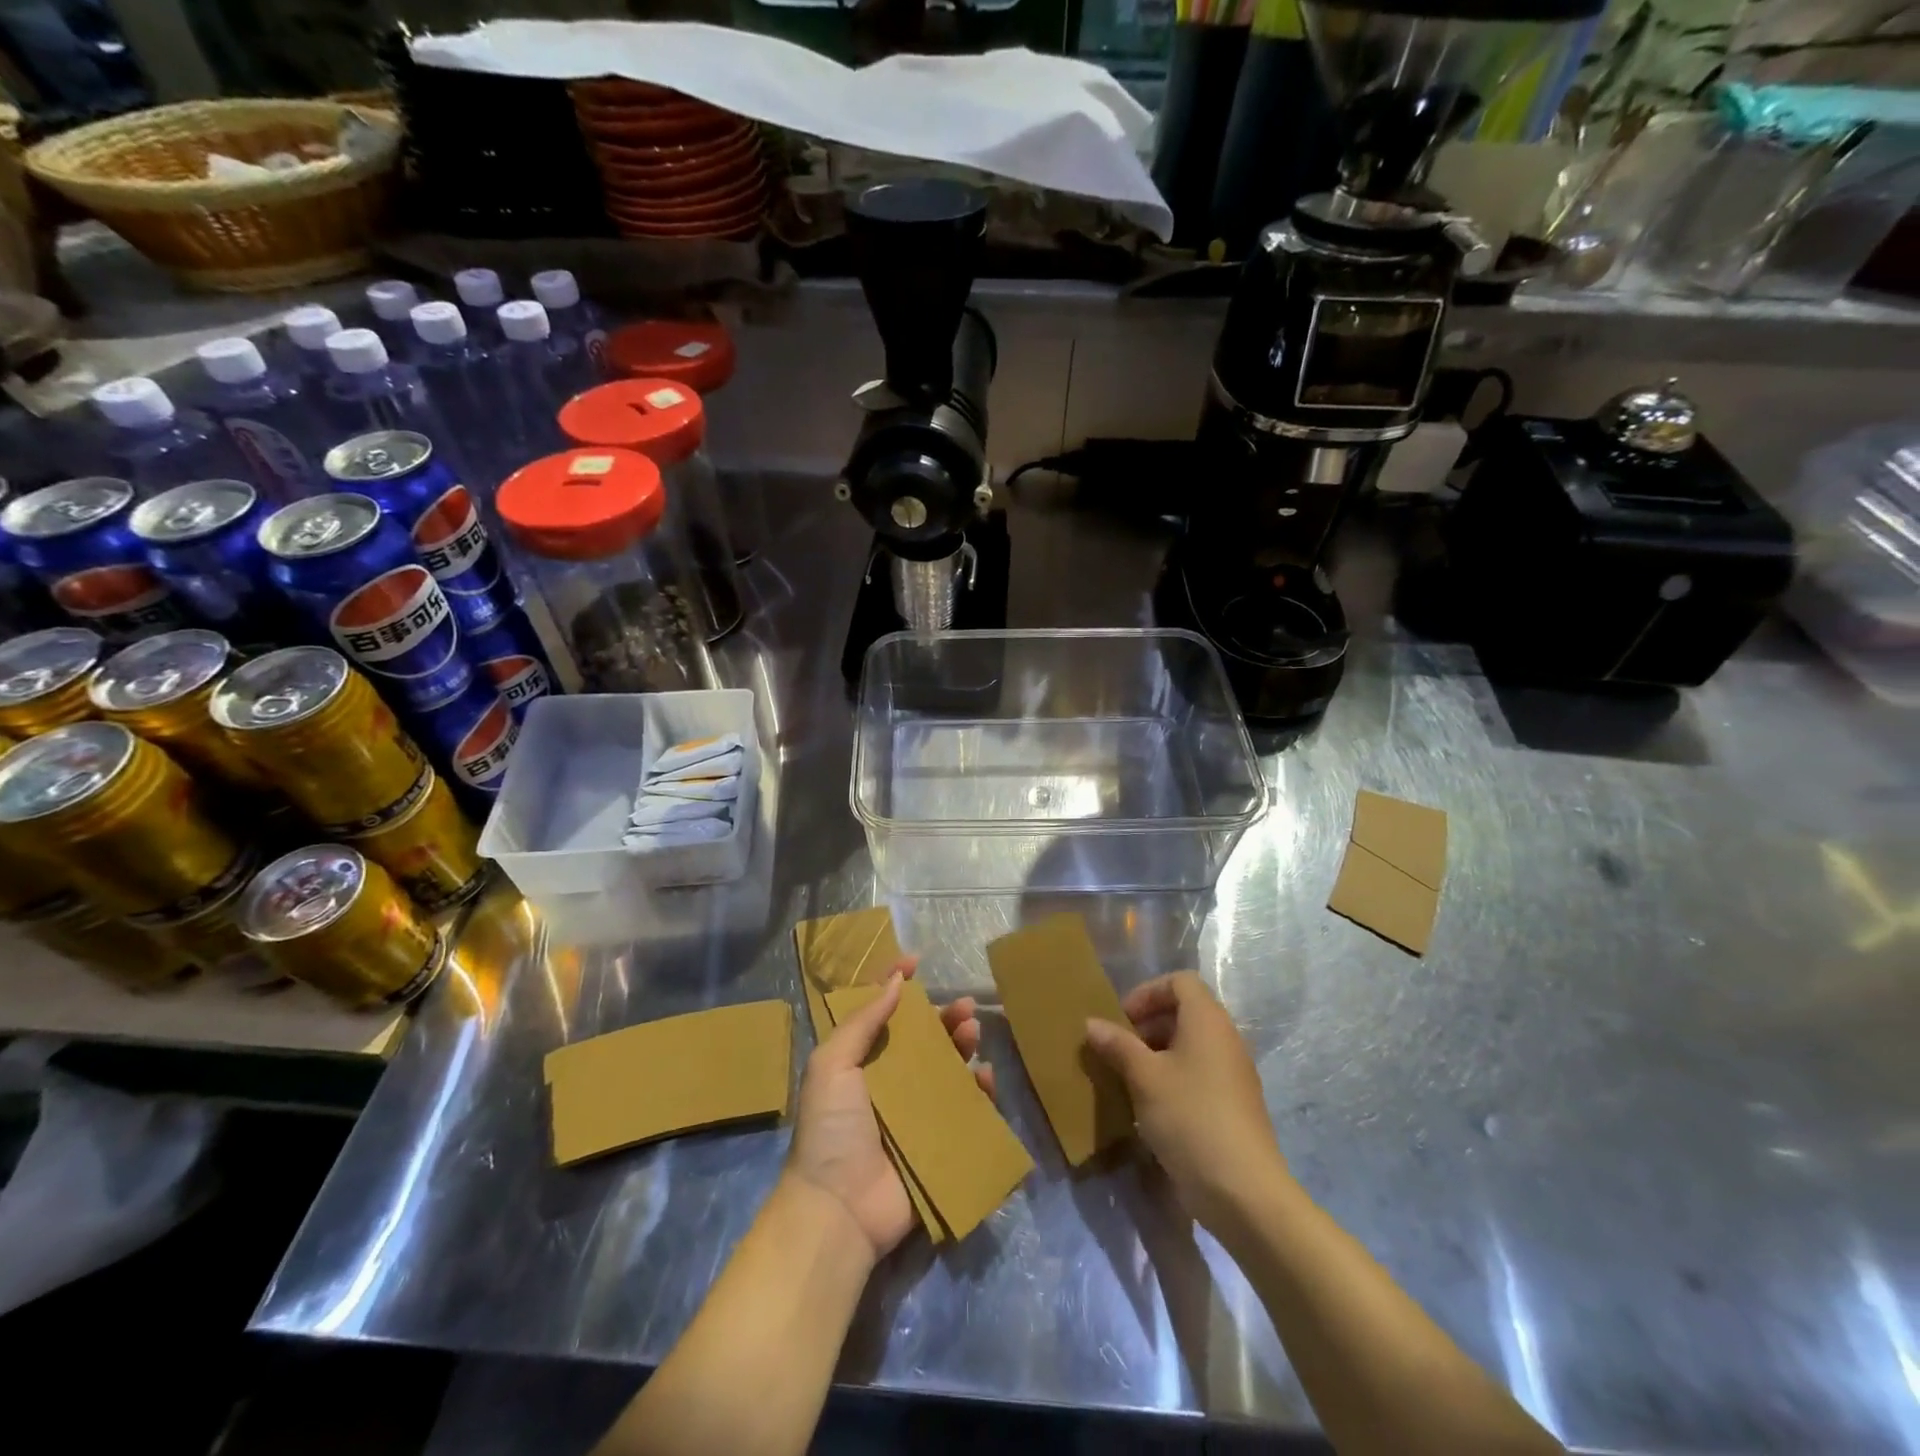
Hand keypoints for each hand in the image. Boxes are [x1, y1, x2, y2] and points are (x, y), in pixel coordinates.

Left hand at [787, 956, 993, 1260]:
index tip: (916, 961)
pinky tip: (985, 1079)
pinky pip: (966, 1111)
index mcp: (860, 1061)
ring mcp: (916, 1113)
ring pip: (948, 1069)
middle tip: (965, 1006)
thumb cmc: (830, 1129)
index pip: (880, 1012)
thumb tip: (895, 979)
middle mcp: (889, 1082)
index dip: (896, 984)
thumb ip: (863, 1021)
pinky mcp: (939, 1143)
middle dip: (944, 1017)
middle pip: (923, 1039)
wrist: (839, 1209)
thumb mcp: (832, 1065)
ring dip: (963, 1047)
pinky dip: (979, 1092)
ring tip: (973, 1034)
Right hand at [1085, 971, 1287, 1231]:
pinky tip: (1151, 1108)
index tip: (1122, 1019)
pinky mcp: (1234, 1105)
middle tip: (1118, 1049)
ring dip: (1157, 1054)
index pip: (1179, 982)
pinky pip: (1199, 1074)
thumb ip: (1117, 1045)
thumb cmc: (1190, 1118)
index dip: (1147, 992)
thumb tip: (1091, 1023)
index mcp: (1207, 1021)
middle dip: (1147, 1025)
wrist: (1244, 1192)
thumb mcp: (1144, 1078)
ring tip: (1128, 1079)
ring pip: (1190, 1046)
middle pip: (1184, 1012)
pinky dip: (1173, 1079)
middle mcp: (1225, 1039)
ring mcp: (1233, 1074)